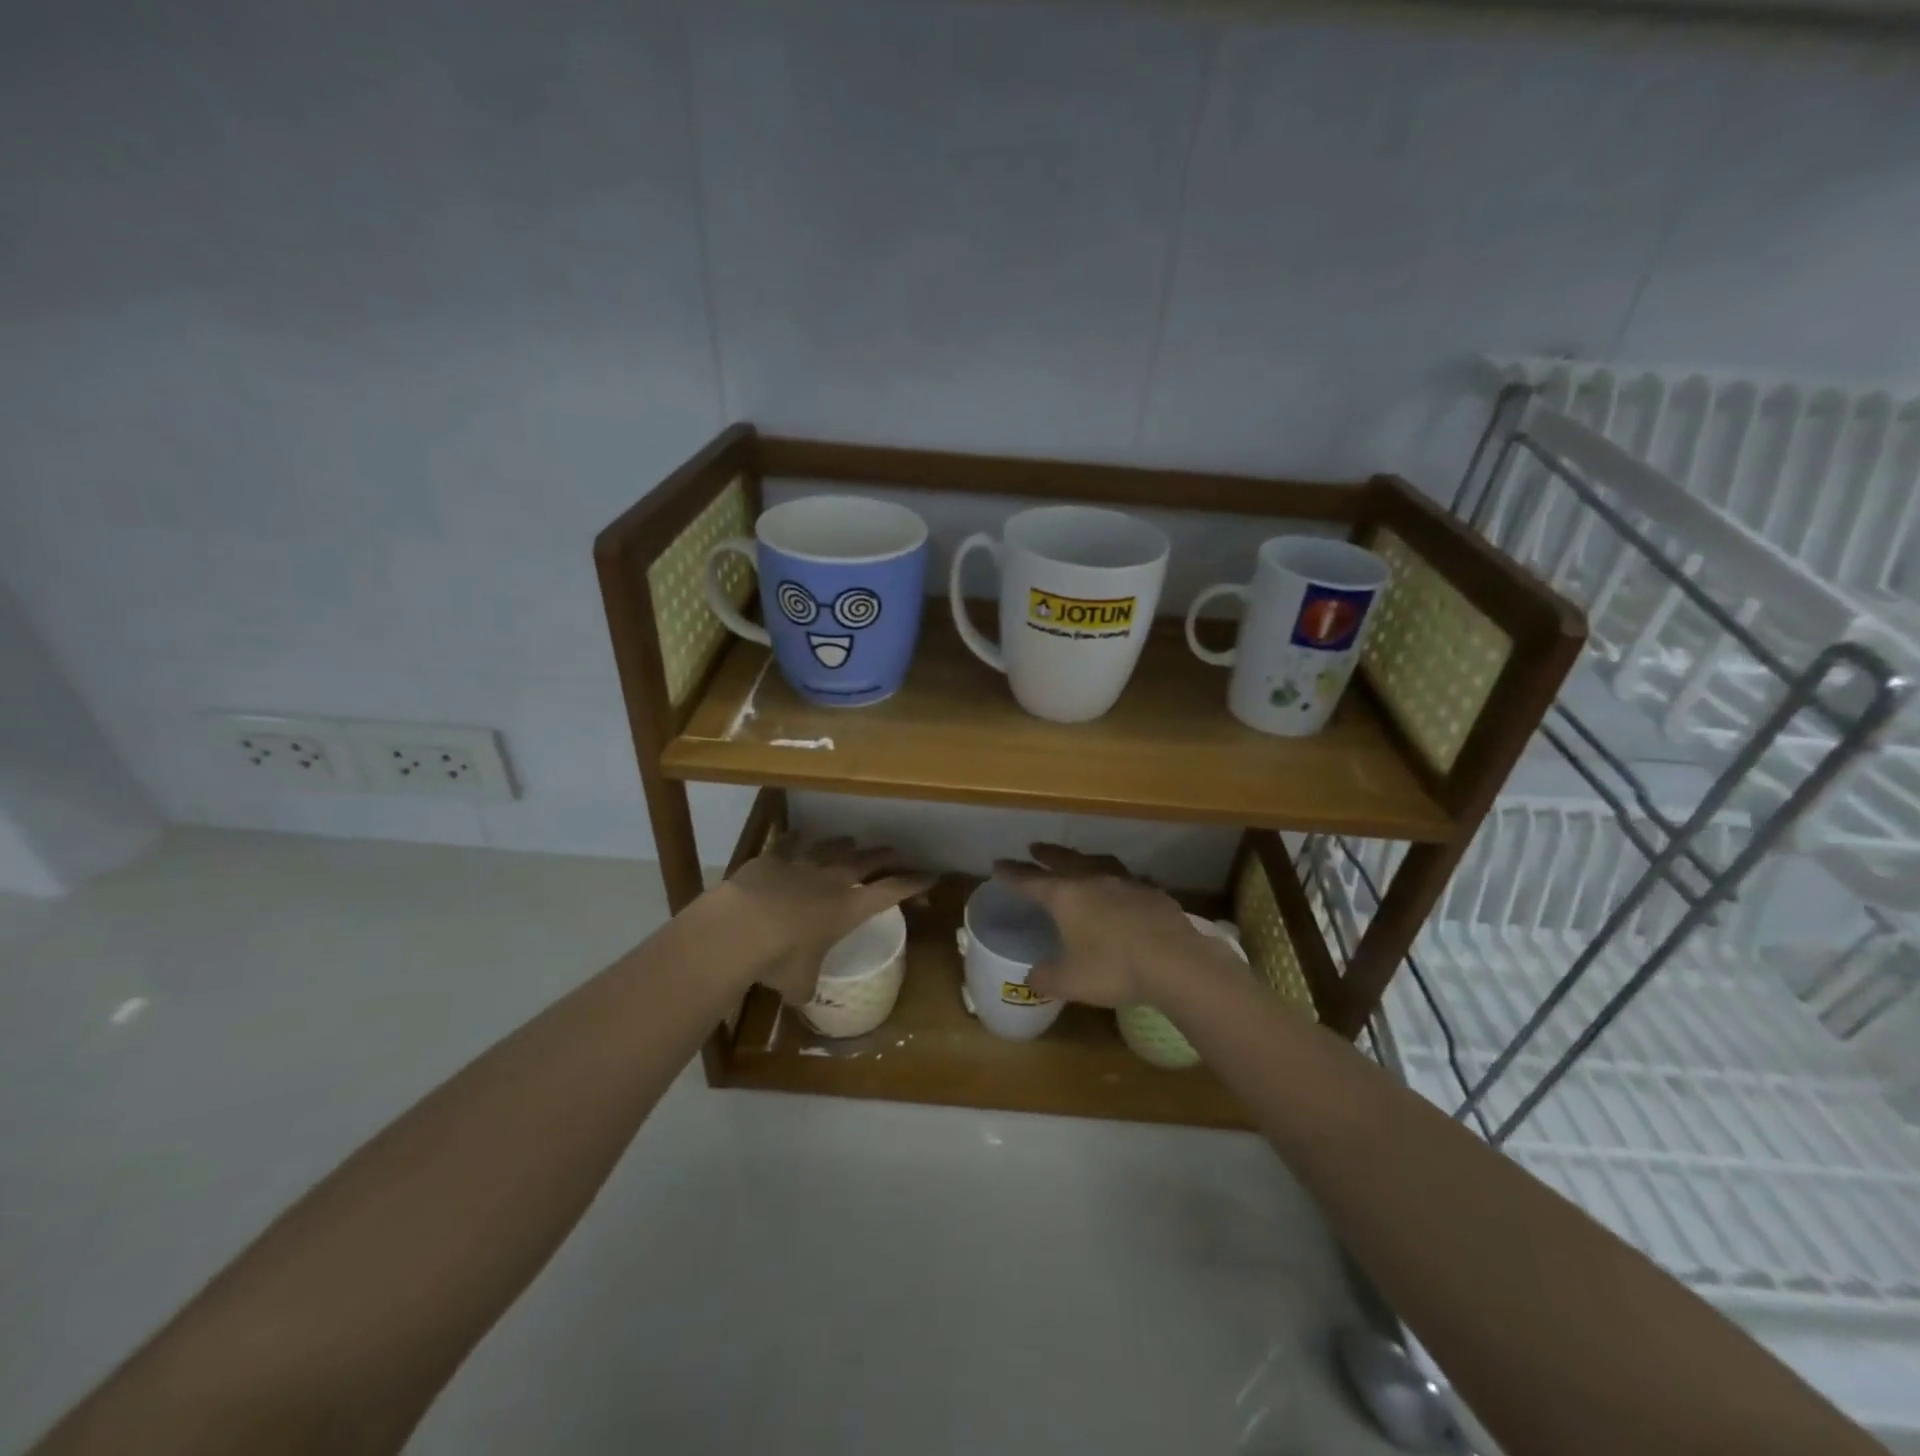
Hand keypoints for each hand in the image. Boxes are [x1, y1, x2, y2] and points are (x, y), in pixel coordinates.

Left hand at [710, 836, 933, 1004]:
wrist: (738, 928)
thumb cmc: (779, 960)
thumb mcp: (799, 984)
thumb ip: (806, 986)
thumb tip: (803, 997)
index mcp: (847, 909)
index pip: (890, 892)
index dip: (912, 883)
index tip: (931, 875)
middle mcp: (830, 881)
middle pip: (865, 861)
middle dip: (883, 855)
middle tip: (895, 850)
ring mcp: (801, 866)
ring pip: (830, 848)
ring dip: (842, 844)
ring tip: (850, 840)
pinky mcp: (771, 860)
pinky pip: (788, 846)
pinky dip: (794, 841)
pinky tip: (796, 836)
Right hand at [991, 844, 1221, 1007]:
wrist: (1175, 962)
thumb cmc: (1113, 969)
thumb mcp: (1070, 981)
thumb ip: (1046, 977)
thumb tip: (1030, 977)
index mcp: (1066, 897)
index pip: (1030, 880)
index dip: (1012, 874)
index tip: (998, 865)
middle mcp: (1093, 881)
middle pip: (1064, 860)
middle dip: (1047, 854)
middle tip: (1035, 848)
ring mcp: (1126, 883)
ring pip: (1099, 862)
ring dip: (1084, 859)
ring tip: (1080, 859)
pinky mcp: (1153, 893)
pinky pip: (1130, 880)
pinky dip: (1120, 881)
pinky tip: (1125, 887)